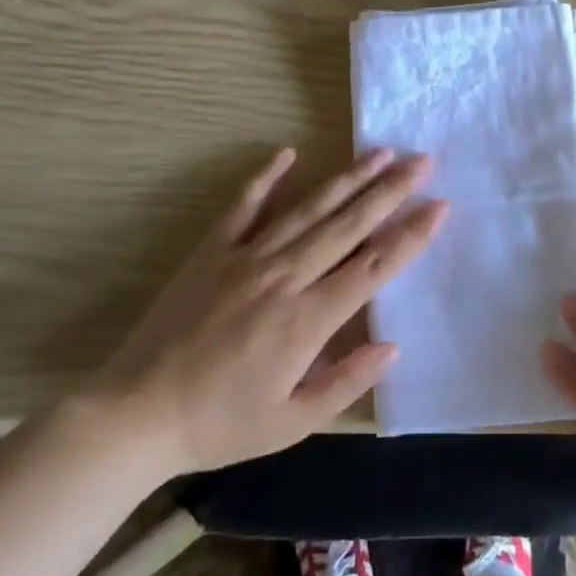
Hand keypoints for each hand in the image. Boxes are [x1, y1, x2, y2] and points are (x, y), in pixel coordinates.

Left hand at [81, 147, 444, 475]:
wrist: (136, 413)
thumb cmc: (221, 424)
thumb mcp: (293, 422)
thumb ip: (346, 382)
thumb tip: (393, 345)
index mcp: (307, 319)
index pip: (373, 266)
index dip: (410, 235)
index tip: (439, 207)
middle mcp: (284, 276)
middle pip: (348, 225)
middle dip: (390, 191)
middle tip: (423, 162)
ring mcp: (246, 257)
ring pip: (308, 208)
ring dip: (348, 178)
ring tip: (381, 152)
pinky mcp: (212, 251)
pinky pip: (245, 206)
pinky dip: (267, 177)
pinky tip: (289, 152)